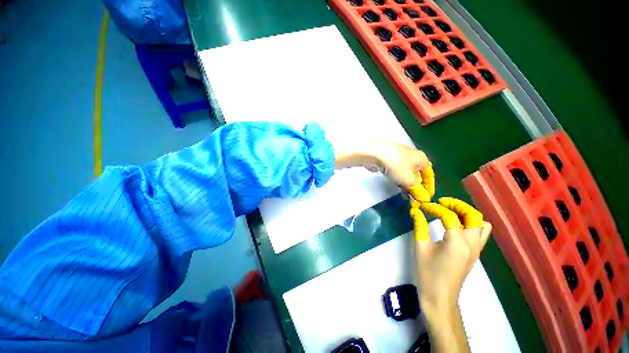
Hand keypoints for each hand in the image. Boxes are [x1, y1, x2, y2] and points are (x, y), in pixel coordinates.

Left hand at [333, 140, 431, 189]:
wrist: (375, 153)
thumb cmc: (397, 165)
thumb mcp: (410, 181)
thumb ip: (417, 191)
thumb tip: (422, 199)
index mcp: (421, 158)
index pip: (429, 174)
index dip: (429, 186)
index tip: (426, 196)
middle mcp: (412, 155)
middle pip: (416, 173)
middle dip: (415, 186)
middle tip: (413, 198)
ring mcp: (398, 156)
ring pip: (405, 173)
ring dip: (405, 184)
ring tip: (404, 194)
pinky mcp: (387, 159)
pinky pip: (395, 171)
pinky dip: (397, 179)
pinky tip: (395, 185)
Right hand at [410, 198, 491, 351]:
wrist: (440, 296)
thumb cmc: (428, 272)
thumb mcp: (420, 247)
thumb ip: (419, 226)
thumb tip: (415, 210)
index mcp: (457, 242)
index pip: (449, 216)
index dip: (434, 208)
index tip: (422, 206)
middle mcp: (472, 243)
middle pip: (473, 215)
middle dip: (456, 205)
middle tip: (441, 203)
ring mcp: (477, 249)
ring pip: (481, 223)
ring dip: (466, 213)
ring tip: (450, 212)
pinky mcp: (476, 253)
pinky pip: (481, 232)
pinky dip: (471, 223)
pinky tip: (456, 225)